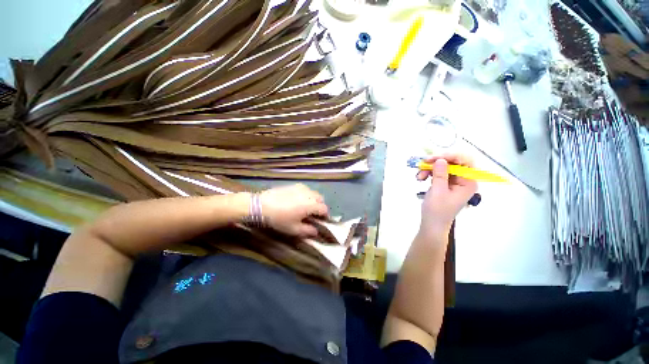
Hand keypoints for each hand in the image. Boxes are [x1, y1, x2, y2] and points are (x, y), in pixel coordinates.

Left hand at [260, 184, 328, 237]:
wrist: (262, 205)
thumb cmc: (279, 219)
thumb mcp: (293, 229)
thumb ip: (307, 231)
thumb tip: (315, 232)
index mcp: (311, 205)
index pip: (324, 209)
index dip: (325, 215)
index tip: (321, 221)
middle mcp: (309, 194)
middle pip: (321, 199)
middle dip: (320, 206)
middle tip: (313, 214)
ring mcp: (302, 188)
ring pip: (313, 193)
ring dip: (314, 200)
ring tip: (306, 207)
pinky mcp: (294, 185)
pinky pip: (305, 189)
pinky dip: (306, 195)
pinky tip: (298, 200)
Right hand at [416, 154, 477, 237]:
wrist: (432, 223)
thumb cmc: (437, 210)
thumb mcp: (438, 191)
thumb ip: (440, 175)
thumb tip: (440, 159)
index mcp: (468, 182)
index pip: (465, 161)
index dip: (450, 156)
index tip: (434, 158)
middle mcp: (463, 179)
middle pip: (453, 162)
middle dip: (437, 162)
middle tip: (423, 163)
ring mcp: (454, 181)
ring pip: (443, 166)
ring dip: (429, 168)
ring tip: (419, 176)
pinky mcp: (445, 183)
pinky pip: (438, 172)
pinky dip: (428, 173)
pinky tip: (420, 178)